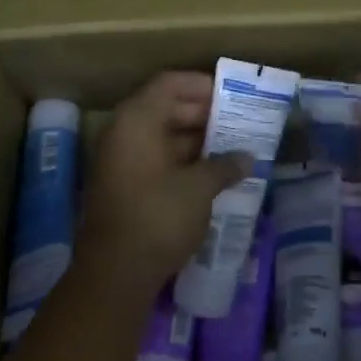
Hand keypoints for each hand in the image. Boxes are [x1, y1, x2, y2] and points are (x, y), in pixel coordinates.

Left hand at [76, 71, 251, 305]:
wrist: (114, 276)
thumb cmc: (158, 217)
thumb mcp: (199, 188)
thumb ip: (224, 165)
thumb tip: (247, 158)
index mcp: (137, 119)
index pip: (169, 84)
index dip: (200, 85)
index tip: (230, 95)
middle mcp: (123, 132)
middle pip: (164, 107)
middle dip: (201, 114)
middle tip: (235, 123)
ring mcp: (118, 160)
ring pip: (160, 135)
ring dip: (192, 140)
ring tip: (228, 148)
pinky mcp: (120, 186)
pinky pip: (153, 158)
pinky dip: (179, 160)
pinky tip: (207, 174)